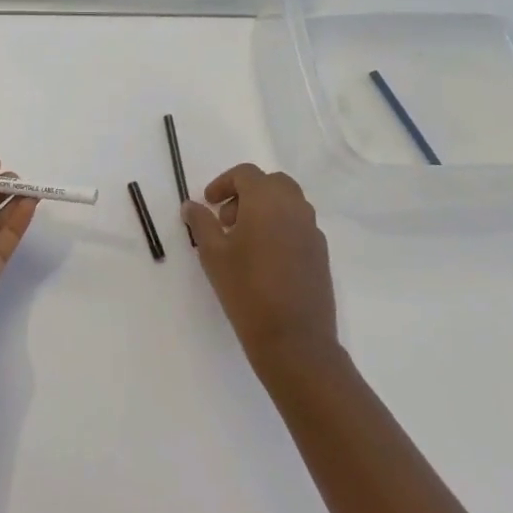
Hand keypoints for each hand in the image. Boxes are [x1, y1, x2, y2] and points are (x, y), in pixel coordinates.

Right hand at [182, 164, 338, 363]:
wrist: (293, 338)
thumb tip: (192, 206)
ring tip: (242, 240)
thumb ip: (201, 223)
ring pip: (288, 203)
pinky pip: (299, 225)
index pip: (246, 174)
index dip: (223, 183)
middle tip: (226, 219)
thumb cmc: (246, 289)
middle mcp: (295, 208)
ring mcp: (312, 230)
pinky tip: (263, 258)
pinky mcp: (320, 253)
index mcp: (267, 201)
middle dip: (247, 193)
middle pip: (272, 183)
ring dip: (264, 209)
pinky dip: (279, 227)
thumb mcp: (212, 254)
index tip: (208, 204)